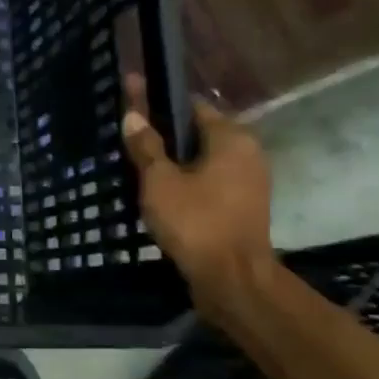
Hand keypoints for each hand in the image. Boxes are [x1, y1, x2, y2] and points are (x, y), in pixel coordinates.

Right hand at [121, 82, 275, 322]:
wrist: (232, 279)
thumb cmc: (195, 222)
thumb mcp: (159, 181)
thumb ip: (146, 146)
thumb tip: (133, 116)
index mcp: (231, 137)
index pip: (190, 105)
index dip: (157, 102)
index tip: (130, 100)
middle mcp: (247, 152)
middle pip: (198, 131)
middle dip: (164, 133)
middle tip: (129, 137)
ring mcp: (249, 180)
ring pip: (203, 158)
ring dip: (174, 159)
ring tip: (138, 165)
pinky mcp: (243, 205)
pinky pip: (209, 180)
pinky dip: (186, 180)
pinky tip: (160, 191)